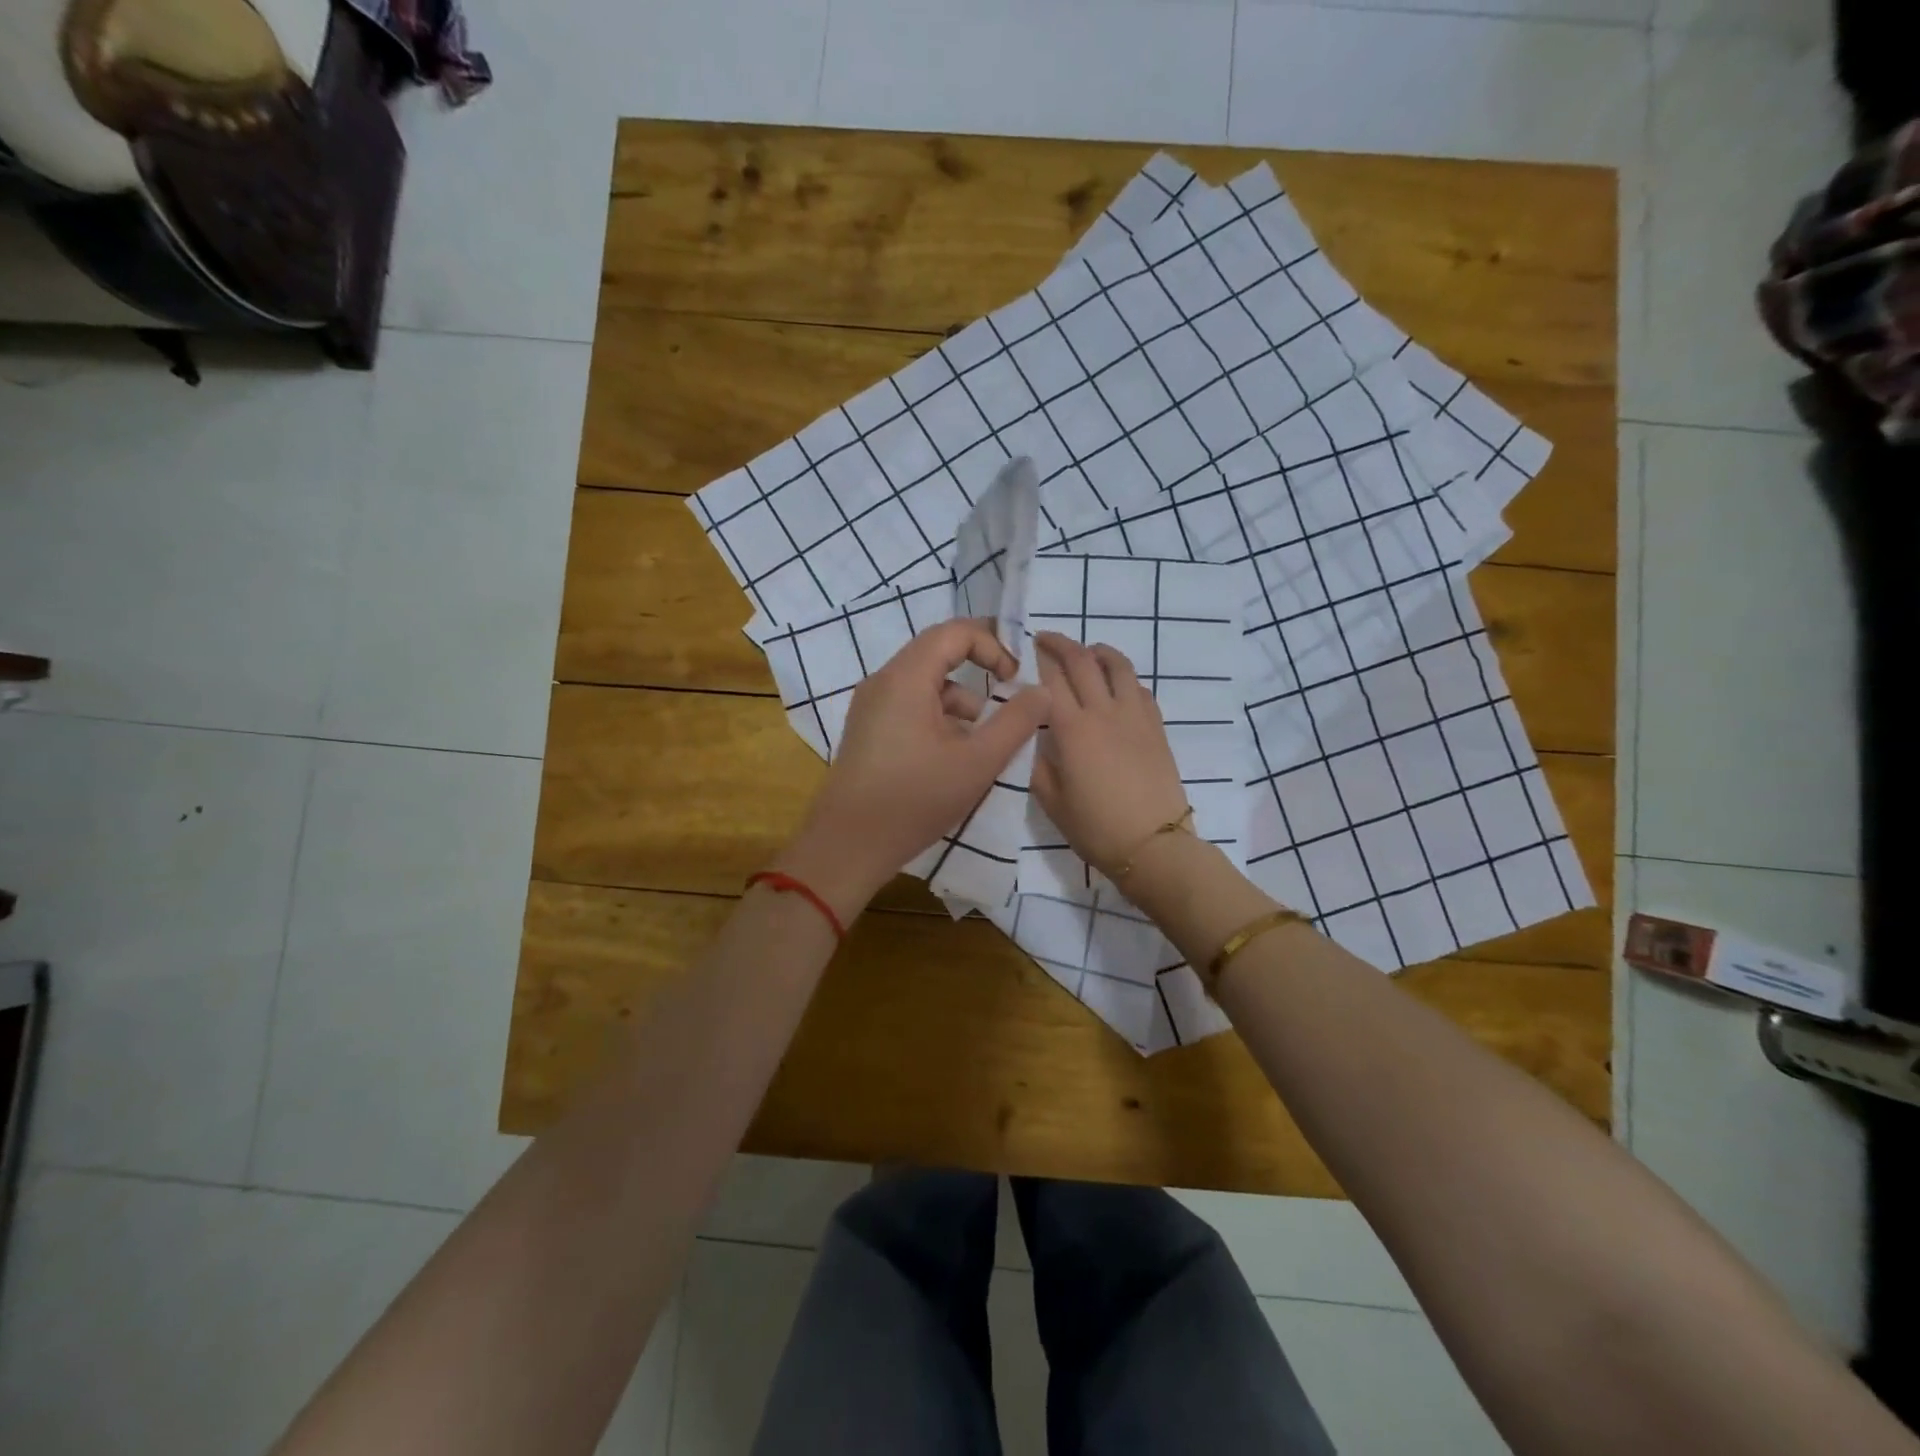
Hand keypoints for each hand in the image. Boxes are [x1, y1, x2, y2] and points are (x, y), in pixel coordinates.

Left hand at [778, 618, 1050, 919]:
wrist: (849, 845)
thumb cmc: (915, 799)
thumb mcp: (978, 761)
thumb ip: (1016, 721)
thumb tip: (1041, 690)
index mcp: (906, 678)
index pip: (953, 632)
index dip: (992, 644)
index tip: (1014, 678)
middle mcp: (883, 682)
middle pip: (937, 655)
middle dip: (978, 671)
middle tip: (1008, 696)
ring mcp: (870, 707)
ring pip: (924, 684)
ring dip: (960, 701)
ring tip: (983, 740)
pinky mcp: (867, 731)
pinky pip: (909, 706)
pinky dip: (938, 718)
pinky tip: (953, 757)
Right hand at [1028, 632, 1188, 878]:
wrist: (1153, 845)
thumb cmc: (1096, 828)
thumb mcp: (1051, 801)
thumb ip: (1037, 763)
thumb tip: (1036, 737)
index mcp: (1072, 729)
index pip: (1050, 679)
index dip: (1036, 659)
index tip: (1024, 649)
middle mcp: (1104, 712)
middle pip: (1082, 661)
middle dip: (1061, 643)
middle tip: (1046, 639)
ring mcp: (1135, 716)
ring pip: (1118, 666)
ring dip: (1098, 652)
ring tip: (1086, 653)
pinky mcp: (1156, 726)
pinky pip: (1139, 688)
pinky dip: (1123, 677)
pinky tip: (1116, 686)